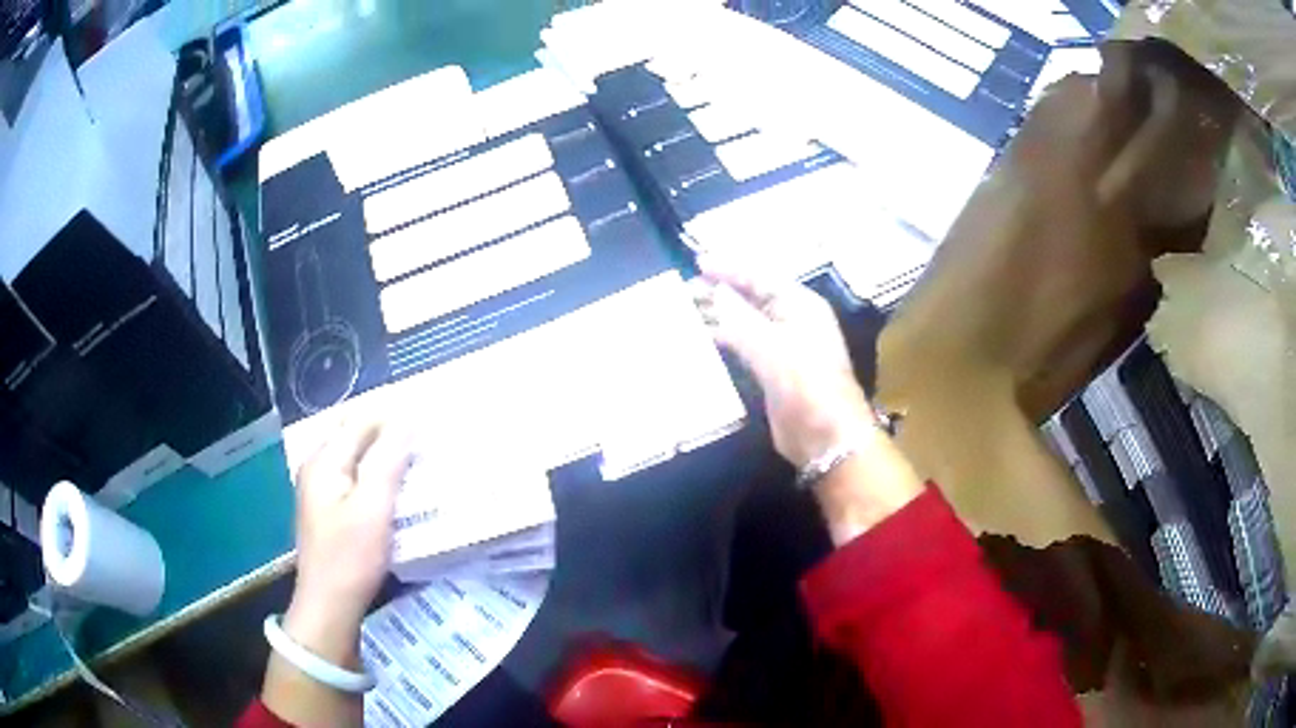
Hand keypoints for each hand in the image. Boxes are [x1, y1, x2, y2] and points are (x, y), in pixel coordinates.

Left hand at [286, 420, 411, 665]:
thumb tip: (407, 418)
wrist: (329, 605)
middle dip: (389, 435)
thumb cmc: (351, 557)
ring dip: (384, 457)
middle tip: (426, 444)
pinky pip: (355, 478)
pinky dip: (376, 477)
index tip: (428, 425)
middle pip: (355, 436)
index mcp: (324, 460)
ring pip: (356, 458)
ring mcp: (320, 488)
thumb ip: (388, 460)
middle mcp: (317, 466)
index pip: (361, 421)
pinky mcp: (329, 509)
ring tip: (417, 464)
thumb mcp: (374, 508)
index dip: (394, 418)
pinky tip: (396, 490)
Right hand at [694, 256, 875, 469]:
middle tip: (684, 290)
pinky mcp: (773, 372)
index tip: (698, 263)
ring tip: (686, 312)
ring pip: (746, 323)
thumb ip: (740, 318)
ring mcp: (784, 348)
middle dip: (720, 292)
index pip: (761, 278)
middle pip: (752, 298)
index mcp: (801, 306)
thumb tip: (716, 291)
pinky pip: (744, 347)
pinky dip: (724, 341)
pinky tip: (702, 340)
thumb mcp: (772, 347)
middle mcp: (793, 321)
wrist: (826, 436)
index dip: (730, 269)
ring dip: (719, 316)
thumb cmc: (806, 384)